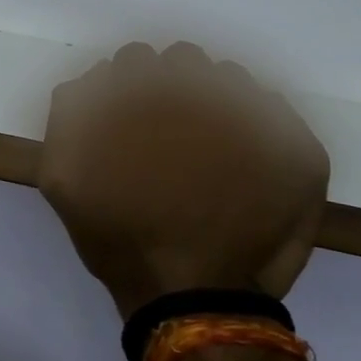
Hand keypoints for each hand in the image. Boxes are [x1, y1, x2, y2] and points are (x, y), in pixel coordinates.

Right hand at [38, 43, 330, 319]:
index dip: (130, 89)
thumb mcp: (63, 180)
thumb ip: (67, 117)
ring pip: (229, 79)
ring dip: (213, 102)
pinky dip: (257, 127)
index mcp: (146, 96)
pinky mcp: (296, 148)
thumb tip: (90, 81)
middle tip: (169, 135)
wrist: (192, 299)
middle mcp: (202, 93)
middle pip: (184, 60)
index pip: (136, 61)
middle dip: (171, 87)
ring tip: (208, 150)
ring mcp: (257, 117)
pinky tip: (243, 164)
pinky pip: (273, 110)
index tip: (133, 120)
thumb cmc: (123, 240)